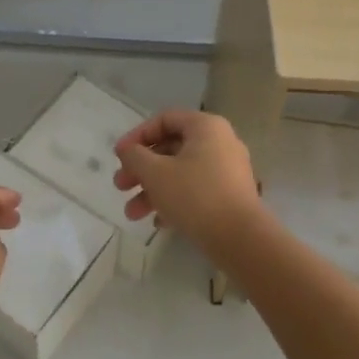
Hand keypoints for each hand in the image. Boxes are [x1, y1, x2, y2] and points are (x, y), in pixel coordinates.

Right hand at [112, 109, 262, 250]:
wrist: (240, 238)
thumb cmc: (194, 195)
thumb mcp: (155, 172)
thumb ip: (134, 156)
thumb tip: (127, 149)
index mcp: (205, 127)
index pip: (164, 120)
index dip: (137, 136)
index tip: (119, 156)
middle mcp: (220, 143)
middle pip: (170, 149)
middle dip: (141, 169)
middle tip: (120, 186)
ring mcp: (228, 170)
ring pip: (181, 173)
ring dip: (152, 190)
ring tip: (132, 214)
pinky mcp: (230, 196)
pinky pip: (195, 190)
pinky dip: (174, 201)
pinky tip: (157, 222)